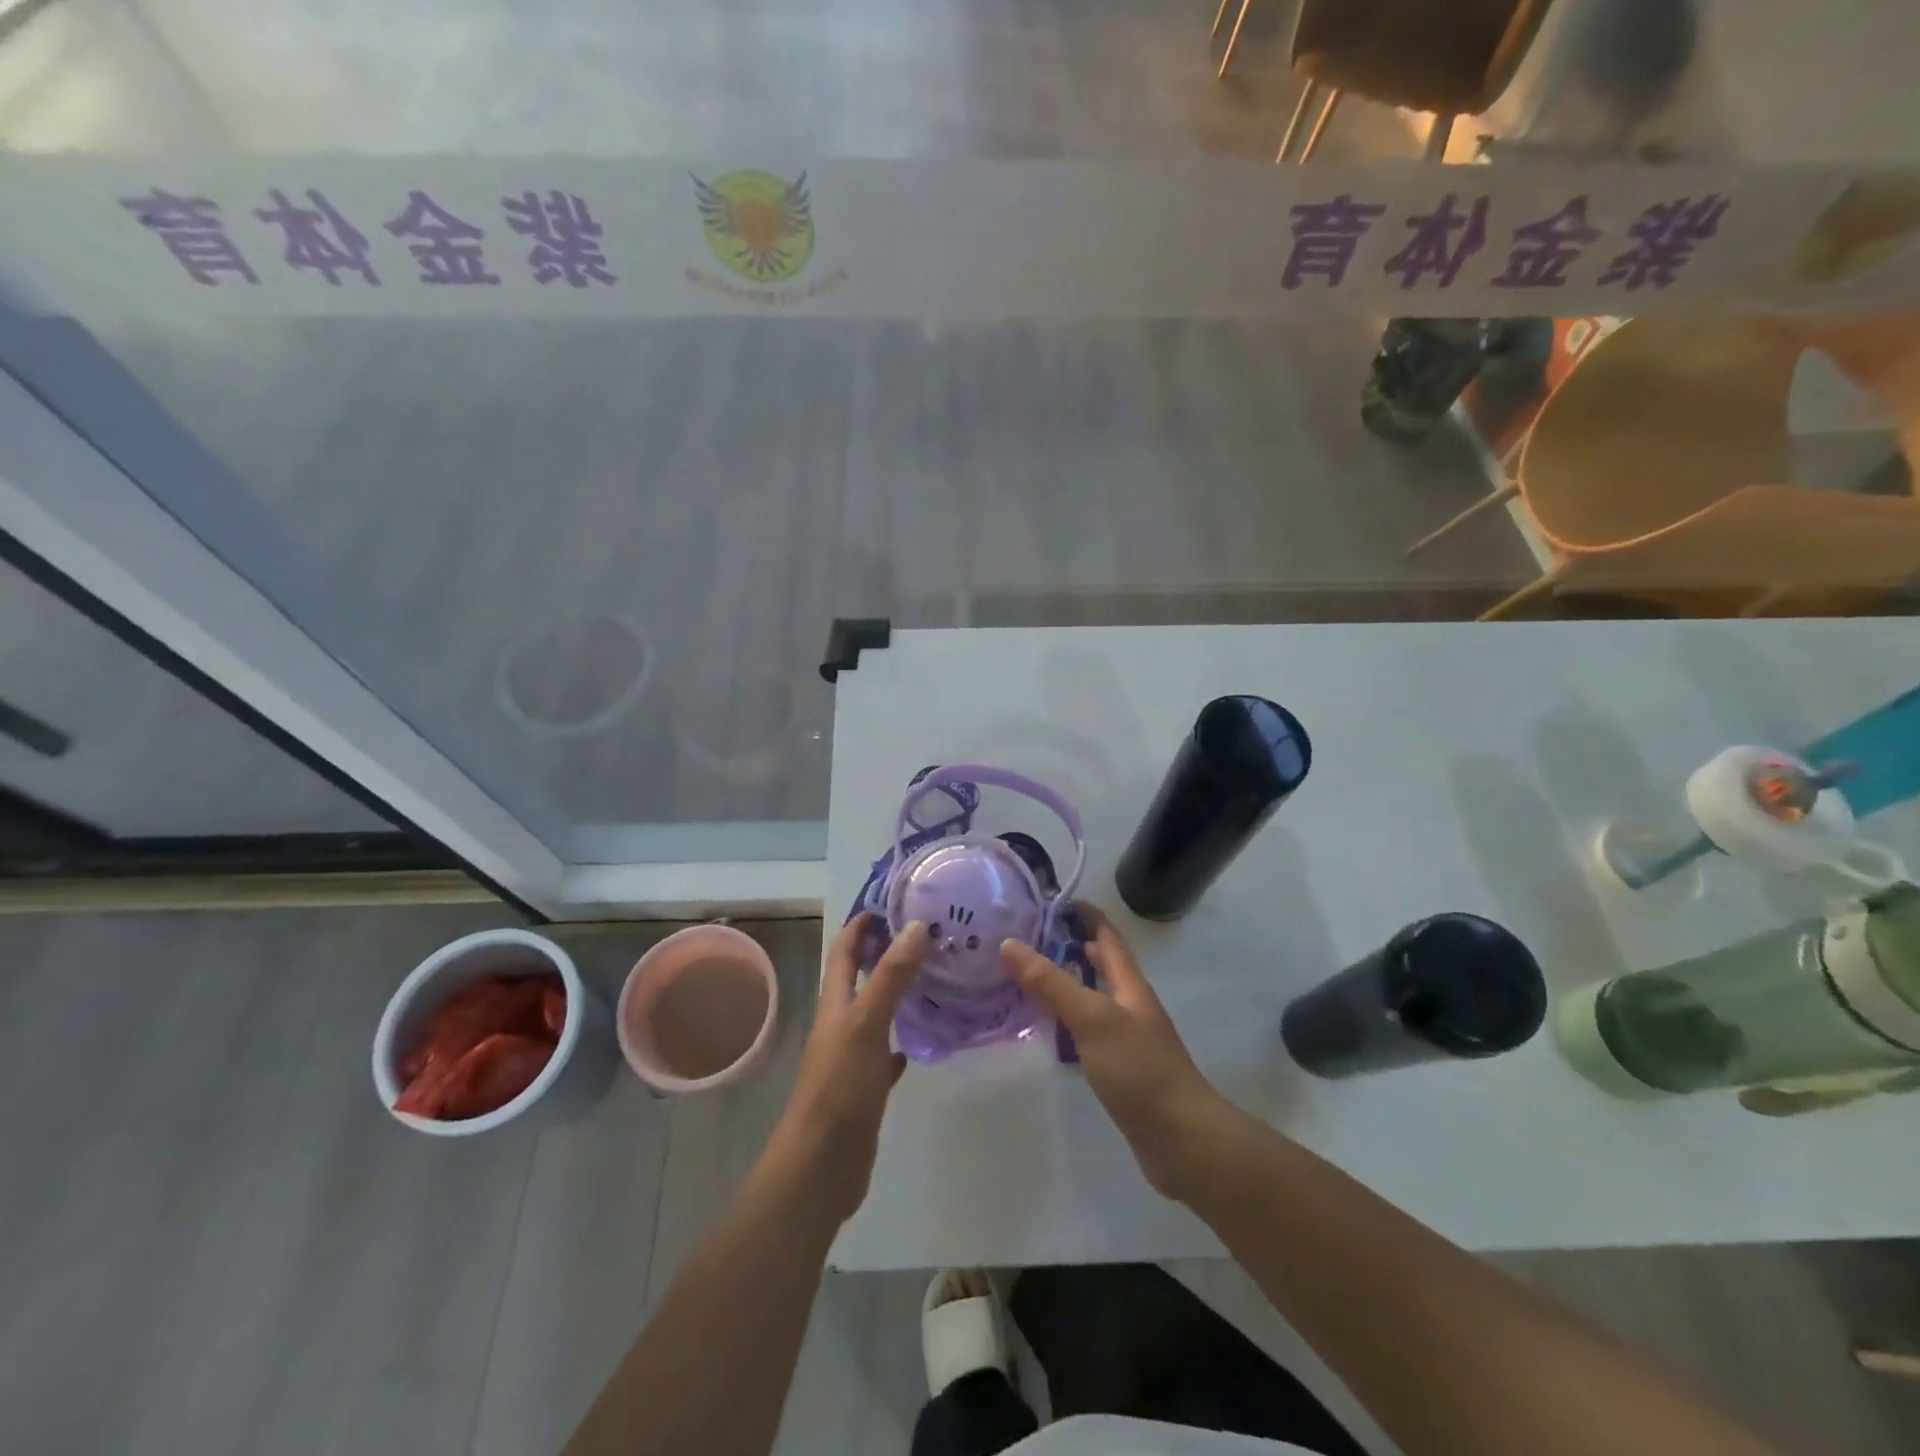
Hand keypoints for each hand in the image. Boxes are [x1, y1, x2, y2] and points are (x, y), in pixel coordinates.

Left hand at [765, 915, 927, 1223]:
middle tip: (923, 934)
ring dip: (895, 993)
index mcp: (835, 1006)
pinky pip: (884, 1055)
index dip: (860, 925)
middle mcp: (840, 1026)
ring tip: (931, 976)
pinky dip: (900, 1041)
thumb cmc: (838, 1090)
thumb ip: (890, 977)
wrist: (819, 1169)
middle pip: (859, 979)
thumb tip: (915, 926)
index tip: (889, 901)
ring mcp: (851, 1059)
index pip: (844, 952)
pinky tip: (919, 1040)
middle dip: (883, 953)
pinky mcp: (864, 1090)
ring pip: (874, 1014)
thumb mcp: (866, 1025)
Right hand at [1001, 906, 1226, 1198]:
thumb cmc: (1139, 1070)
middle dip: (1068, 946)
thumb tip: (1009, 943)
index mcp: (1129, 984)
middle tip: (1026, 938)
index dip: (1083, 913)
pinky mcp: (1119, 1068)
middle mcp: (1130, 1004)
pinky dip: (1065, 1021)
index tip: (1049, 899)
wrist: (1182, 1140)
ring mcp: (1126, 1037)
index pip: (1107, 935)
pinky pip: (1087, 1031)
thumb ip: (1051, 982)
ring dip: (1064, 983)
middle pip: (1100, 964)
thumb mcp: (1092, 1018)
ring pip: (1092, 998)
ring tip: (1024, 978)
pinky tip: (1045, 1030)